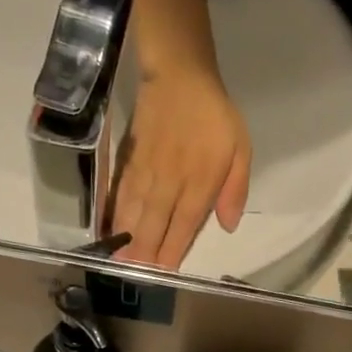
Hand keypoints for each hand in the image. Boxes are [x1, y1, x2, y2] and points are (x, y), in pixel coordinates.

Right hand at [110, 66, 251, 269]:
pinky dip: (115, 214)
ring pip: (134, 210)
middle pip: (154, 222)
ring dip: (126, 238)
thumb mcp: (240, 148)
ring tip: (117, 263)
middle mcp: (171, 180)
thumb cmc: (214, 115)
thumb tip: (227, 225)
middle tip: (133, 277)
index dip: (173, 249)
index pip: (185, 223)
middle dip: (143, 252)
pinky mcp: (131, 161)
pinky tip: (110, 231)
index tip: (163, 273)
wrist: (179, 75)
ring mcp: (147, 171)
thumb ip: (235, 188)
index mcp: (200, 180)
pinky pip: (122, 193)